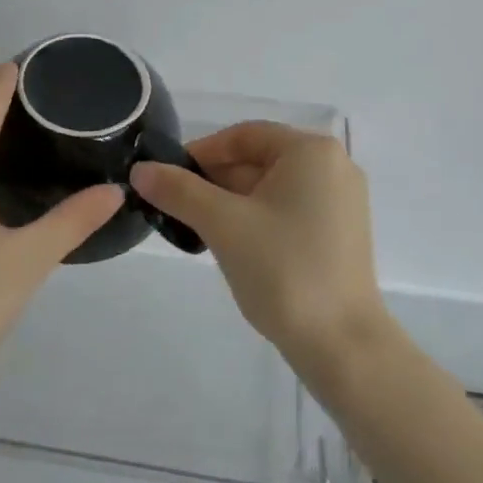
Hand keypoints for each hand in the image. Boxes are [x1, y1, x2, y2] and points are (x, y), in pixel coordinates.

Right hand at [129, 121, 388, 375]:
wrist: (342, 346)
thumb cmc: (283, 270)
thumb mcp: (223, 224)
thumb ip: (179, 190)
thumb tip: (140, 170)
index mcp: (312, 151)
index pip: (244, 136)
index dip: (201, 152)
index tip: (167, 176)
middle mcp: (333, 166)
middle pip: (259, 159)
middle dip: (215, 180)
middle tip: (176, 205)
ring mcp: (341, 201)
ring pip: (272, 187)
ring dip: (232, 201)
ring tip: (196, 227)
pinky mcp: (340, 233)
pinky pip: (289, 209)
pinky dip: (257, 217)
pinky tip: (231, 243)